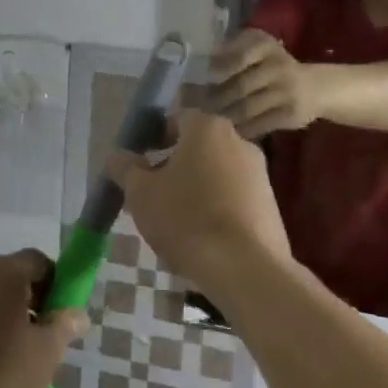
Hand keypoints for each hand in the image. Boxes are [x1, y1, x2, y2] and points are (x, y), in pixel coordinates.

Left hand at [0, 250, 88, 387]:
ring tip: (20, 357)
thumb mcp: (46, 352)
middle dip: (34, 302)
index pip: (39, 261)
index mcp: (4, 272)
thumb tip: (76, 314)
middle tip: (45, 338)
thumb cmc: (0, 373)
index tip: (62, 315)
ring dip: (10, 318)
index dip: (57, 284)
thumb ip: (65, 326)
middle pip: (13, 277)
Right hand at [105, 110, 292, 287]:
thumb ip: (125, 169)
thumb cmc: (186, 219)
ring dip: (196, 188)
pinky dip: (217, 208)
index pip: (177, 119)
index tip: (139, 162)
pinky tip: (203, 236)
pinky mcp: (270, 205)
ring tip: (175, 221)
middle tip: (152, 194)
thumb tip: (117, 156)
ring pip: (218, 173)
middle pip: (199, 147)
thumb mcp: (141, 194)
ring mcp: (259, 174)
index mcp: (207, 129)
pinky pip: (235, 198)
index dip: (155, 137)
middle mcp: (239, 141)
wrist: (245, 268)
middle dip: (175, 166)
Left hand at [210, 30, 324, 137]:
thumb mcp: (259, 50)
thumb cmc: (276, 67)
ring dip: (226, 115)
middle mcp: (278, 67)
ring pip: (247, 107)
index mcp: (267, 47)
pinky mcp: (290, 114)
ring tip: (211, 121)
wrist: (315, 87)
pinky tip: (232, 131)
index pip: (240, 56)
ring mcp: (286, 91)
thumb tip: (206, 60)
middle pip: (240, 86)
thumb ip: (234, 50)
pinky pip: (259, 124)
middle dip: (217, 98)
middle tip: (200, 107)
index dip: (220, 69)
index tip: (205, 80)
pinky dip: (243, 129)